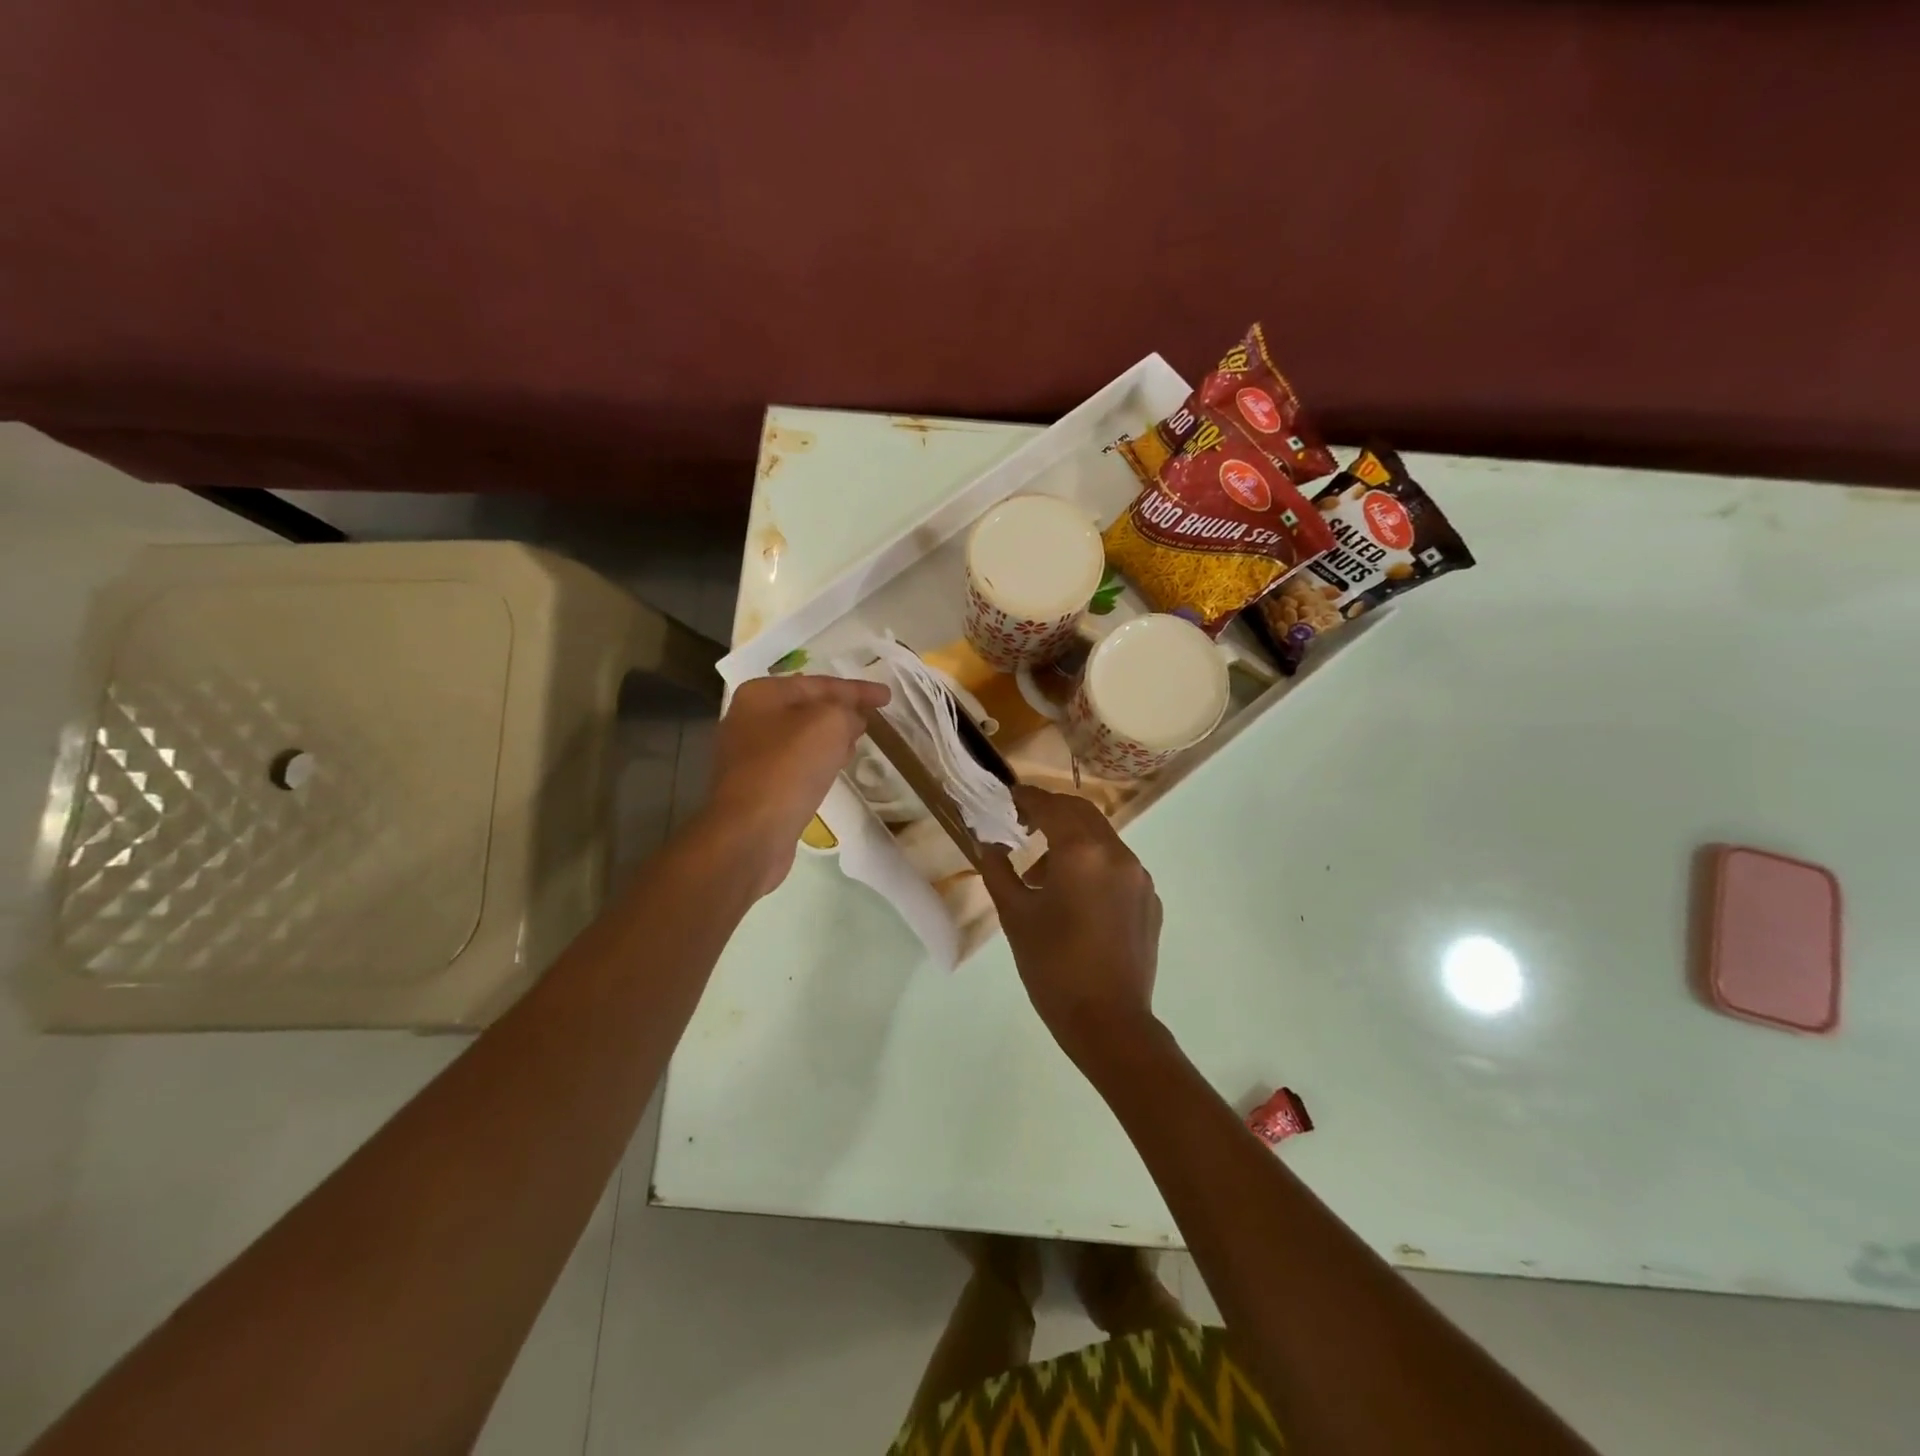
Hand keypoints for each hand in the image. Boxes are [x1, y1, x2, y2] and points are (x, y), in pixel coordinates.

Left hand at [702, 674, 889, 894]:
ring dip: (830, 736)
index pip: (819, 684)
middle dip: (841, 710)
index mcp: (761, 694)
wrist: (751, 833)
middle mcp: (749, 719)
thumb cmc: (789, 768)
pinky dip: (817, 760)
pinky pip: (795, 763)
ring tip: (858, 741)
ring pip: (801, 736)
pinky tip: (834, 769)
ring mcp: (748, 755)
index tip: (888, 697)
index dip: (857, 689)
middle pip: (807, 707)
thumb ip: (847, 711)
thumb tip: (851, 720)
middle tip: (871, 717)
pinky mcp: (755, 786)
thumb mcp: (830, 724)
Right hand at [980, 786, 1163, 1067]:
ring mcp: (1139, 877)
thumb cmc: (1053, 967)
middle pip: (1081, 813)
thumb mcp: (1015, 916)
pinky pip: (1117, 866)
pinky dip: (1093, 865)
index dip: (1026, 798)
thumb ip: (998, 870)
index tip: (1007, 798)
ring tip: (1042, 875)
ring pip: (1101, 839)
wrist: (1109, 1022)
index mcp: (1082, 852)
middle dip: (1051, 812)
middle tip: (1022, 825)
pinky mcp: (1150, 900)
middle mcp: (1117, 854)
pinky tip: (1075, 899)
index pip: (1051, 806)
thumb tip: (988, 844)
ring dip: (1071, 840)